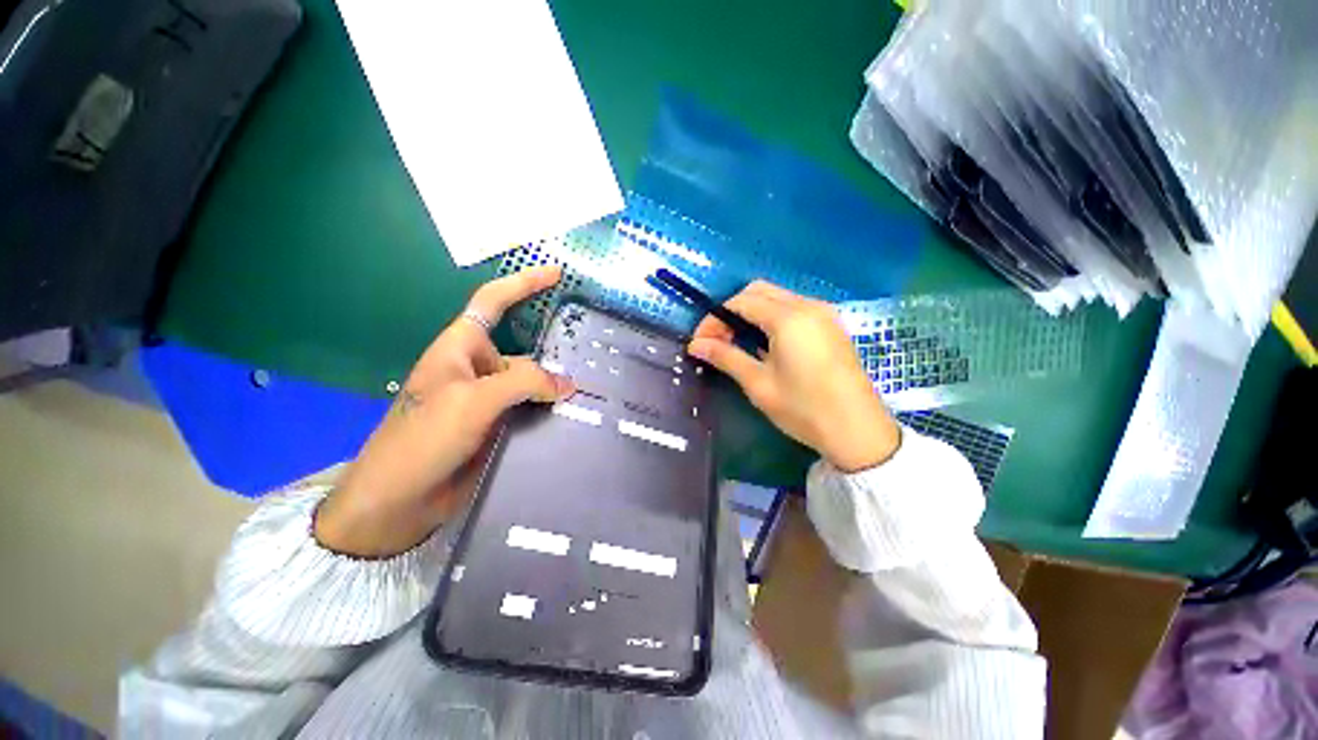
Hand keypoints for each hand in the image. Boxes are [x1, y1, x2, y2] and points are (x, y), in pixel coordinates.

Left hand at [314, 266, 573, 557]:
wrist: (398, 500)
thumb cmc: (423, 438)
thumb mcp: (472, 400)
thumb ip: (523, 383)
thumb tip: (566, 384)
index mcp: (460, 348)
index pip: (493, 302)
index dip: (523, 284)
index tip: (556, 274)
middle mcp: (477, 369)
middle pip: (524, 348)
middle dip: (555, 350)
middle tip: (594, 353)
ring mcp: (489, 399)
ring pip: (532, 382)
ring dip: (557, 385)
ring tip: (594, 389)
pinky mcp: (499, 425)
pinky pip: (532, 408)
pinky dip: (552, 409)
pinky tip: (576, 414)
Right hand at [687, 281, 899, 472]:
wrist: (859, 431)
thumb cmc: (804, 409)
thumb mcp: (758, 384)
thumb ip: (726, 357)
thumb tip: (695, 344)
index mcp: (788, 318)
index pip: (740, 302)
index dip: (714, 319)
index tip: (700, 342)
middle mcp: (807, 305)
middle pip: (758, 291)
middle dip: (732, 311)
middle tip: (719, 340)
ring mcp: (824, 313)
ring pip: (777, 297)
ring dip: (751, 313)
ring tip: (739, 343)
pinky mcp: (831, 325)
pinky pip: (794, 308)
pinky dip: (772, 317)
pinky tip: (766, 344)